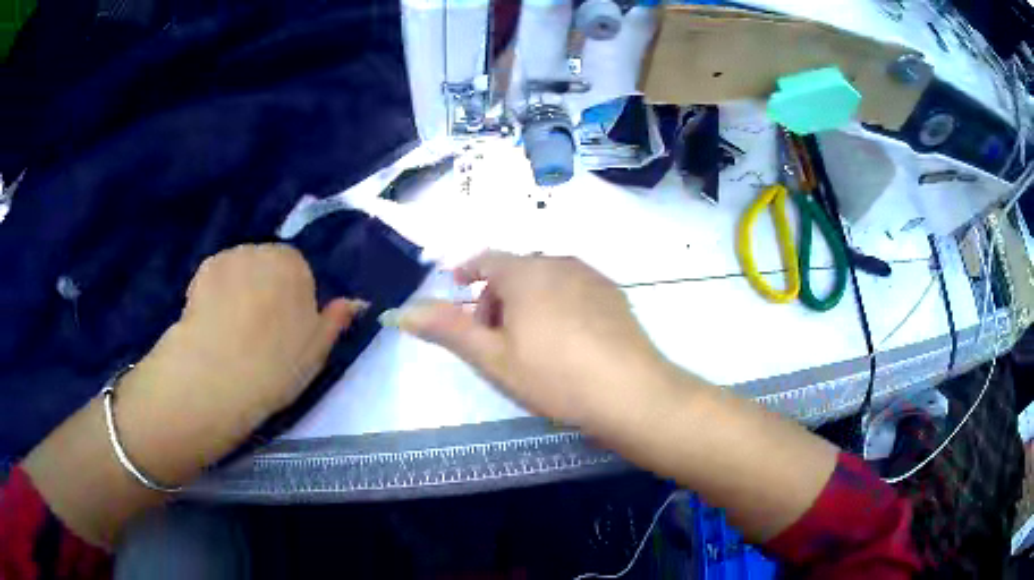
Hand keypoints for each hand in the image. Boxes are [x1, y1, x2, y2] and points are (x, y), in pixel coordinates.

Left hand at [116, 244, 362, 482]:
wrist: (219, 373)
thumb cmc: (275, 364)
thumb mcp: (317, 350)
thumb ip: (336, 321)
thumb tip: (355, 302)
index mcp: (295, 265)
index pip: (300, 272)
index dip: (294, 300)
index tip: (287, 330)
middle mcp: (261, 250)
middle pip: (267, 266)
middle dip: (265, 289)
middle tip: (259, 331)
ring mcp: (228, 258)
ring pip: (240, 271)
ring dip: (239, 289)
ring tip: (232, 330)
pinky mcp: (201, 271)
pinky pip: (216, 278)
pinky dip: (216, 293)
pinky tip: (213, 324)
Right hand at [385, 251, 673, 431]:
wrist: (631, 393)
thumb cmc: (554, 376)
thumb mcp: (493, 357)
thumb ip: (447, 330)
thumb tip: (401, 311)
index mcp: (526, 272)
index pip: (486, 259)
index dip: (467, 270)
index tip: (456, 286)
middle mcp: (560, 263)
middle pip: (517, 271)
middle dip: (497, 297)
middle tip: (493, 338)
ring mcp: (592, 277)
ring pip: (546, 280)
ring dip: (528, 301)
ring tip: (529, 343)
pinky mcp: (614, 295)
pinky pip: (574, 289)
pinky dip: (558, 305)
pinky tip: (567, 342)